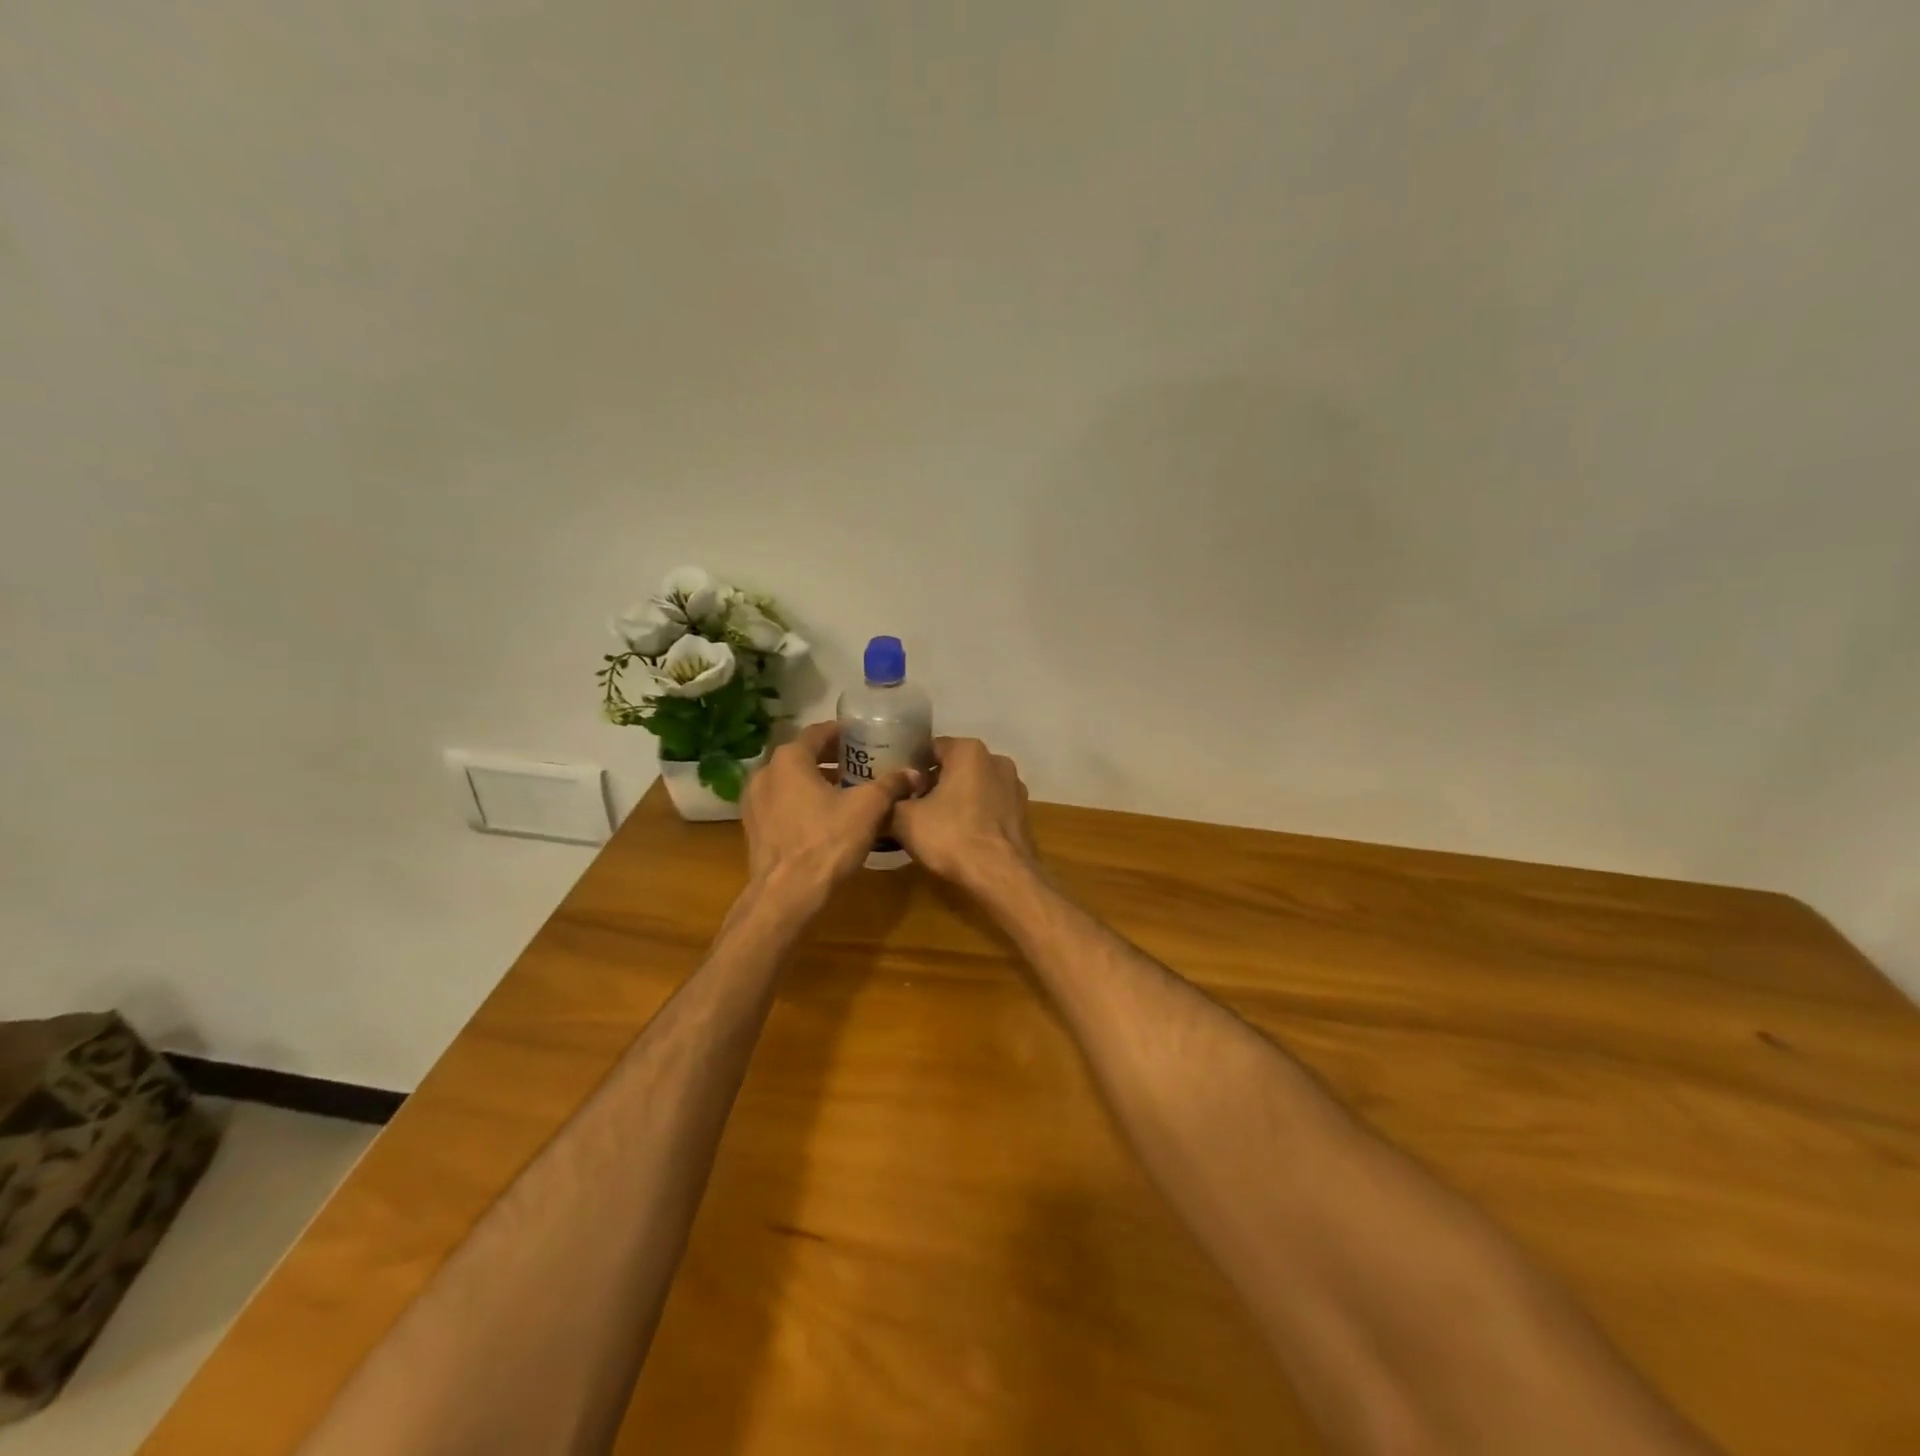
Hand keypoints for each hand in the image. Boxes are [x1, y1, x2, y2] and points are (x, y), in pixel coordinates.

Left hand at [742, 721, 917, 899]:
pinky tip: (823, 817)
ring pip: (790, 781)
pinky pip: (781, 803)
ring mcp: (754, 802)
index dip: (842, 733)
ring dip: (816, 781)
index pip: (818, 732)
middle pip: (802, 756)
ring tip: (845, 790)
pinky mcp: (753, 828)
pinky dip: (801, 801)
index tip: (862, 737)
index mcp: (789, 759)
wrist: (786, 895)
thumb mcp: (868, 809)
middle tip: (859, 764)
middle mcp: (765, 773)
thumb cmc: (827, 841)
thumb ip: (891, 785)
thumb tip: (914, 773)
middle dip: (831, 758)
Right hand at [890, 738, 1035, 886]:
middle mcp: (996, 760)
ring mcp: (1014, 786)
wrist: (1001, 876)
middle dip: (935, 783)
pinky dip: (976, 815)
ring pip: (975, 786)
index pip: (931, 748)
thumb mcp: (905, 819)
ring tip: (936, 824)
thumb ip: (892, 800)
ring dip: (956, 799)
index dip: (911, 767)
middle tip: (913, 806)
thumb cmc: (951, 836)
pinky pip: (990, 806)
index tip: (899, 788)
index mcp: (968, 751)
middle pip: (955, 766)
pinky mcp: (1023, 812)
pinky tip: (961, 836)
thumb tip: (889, 799)